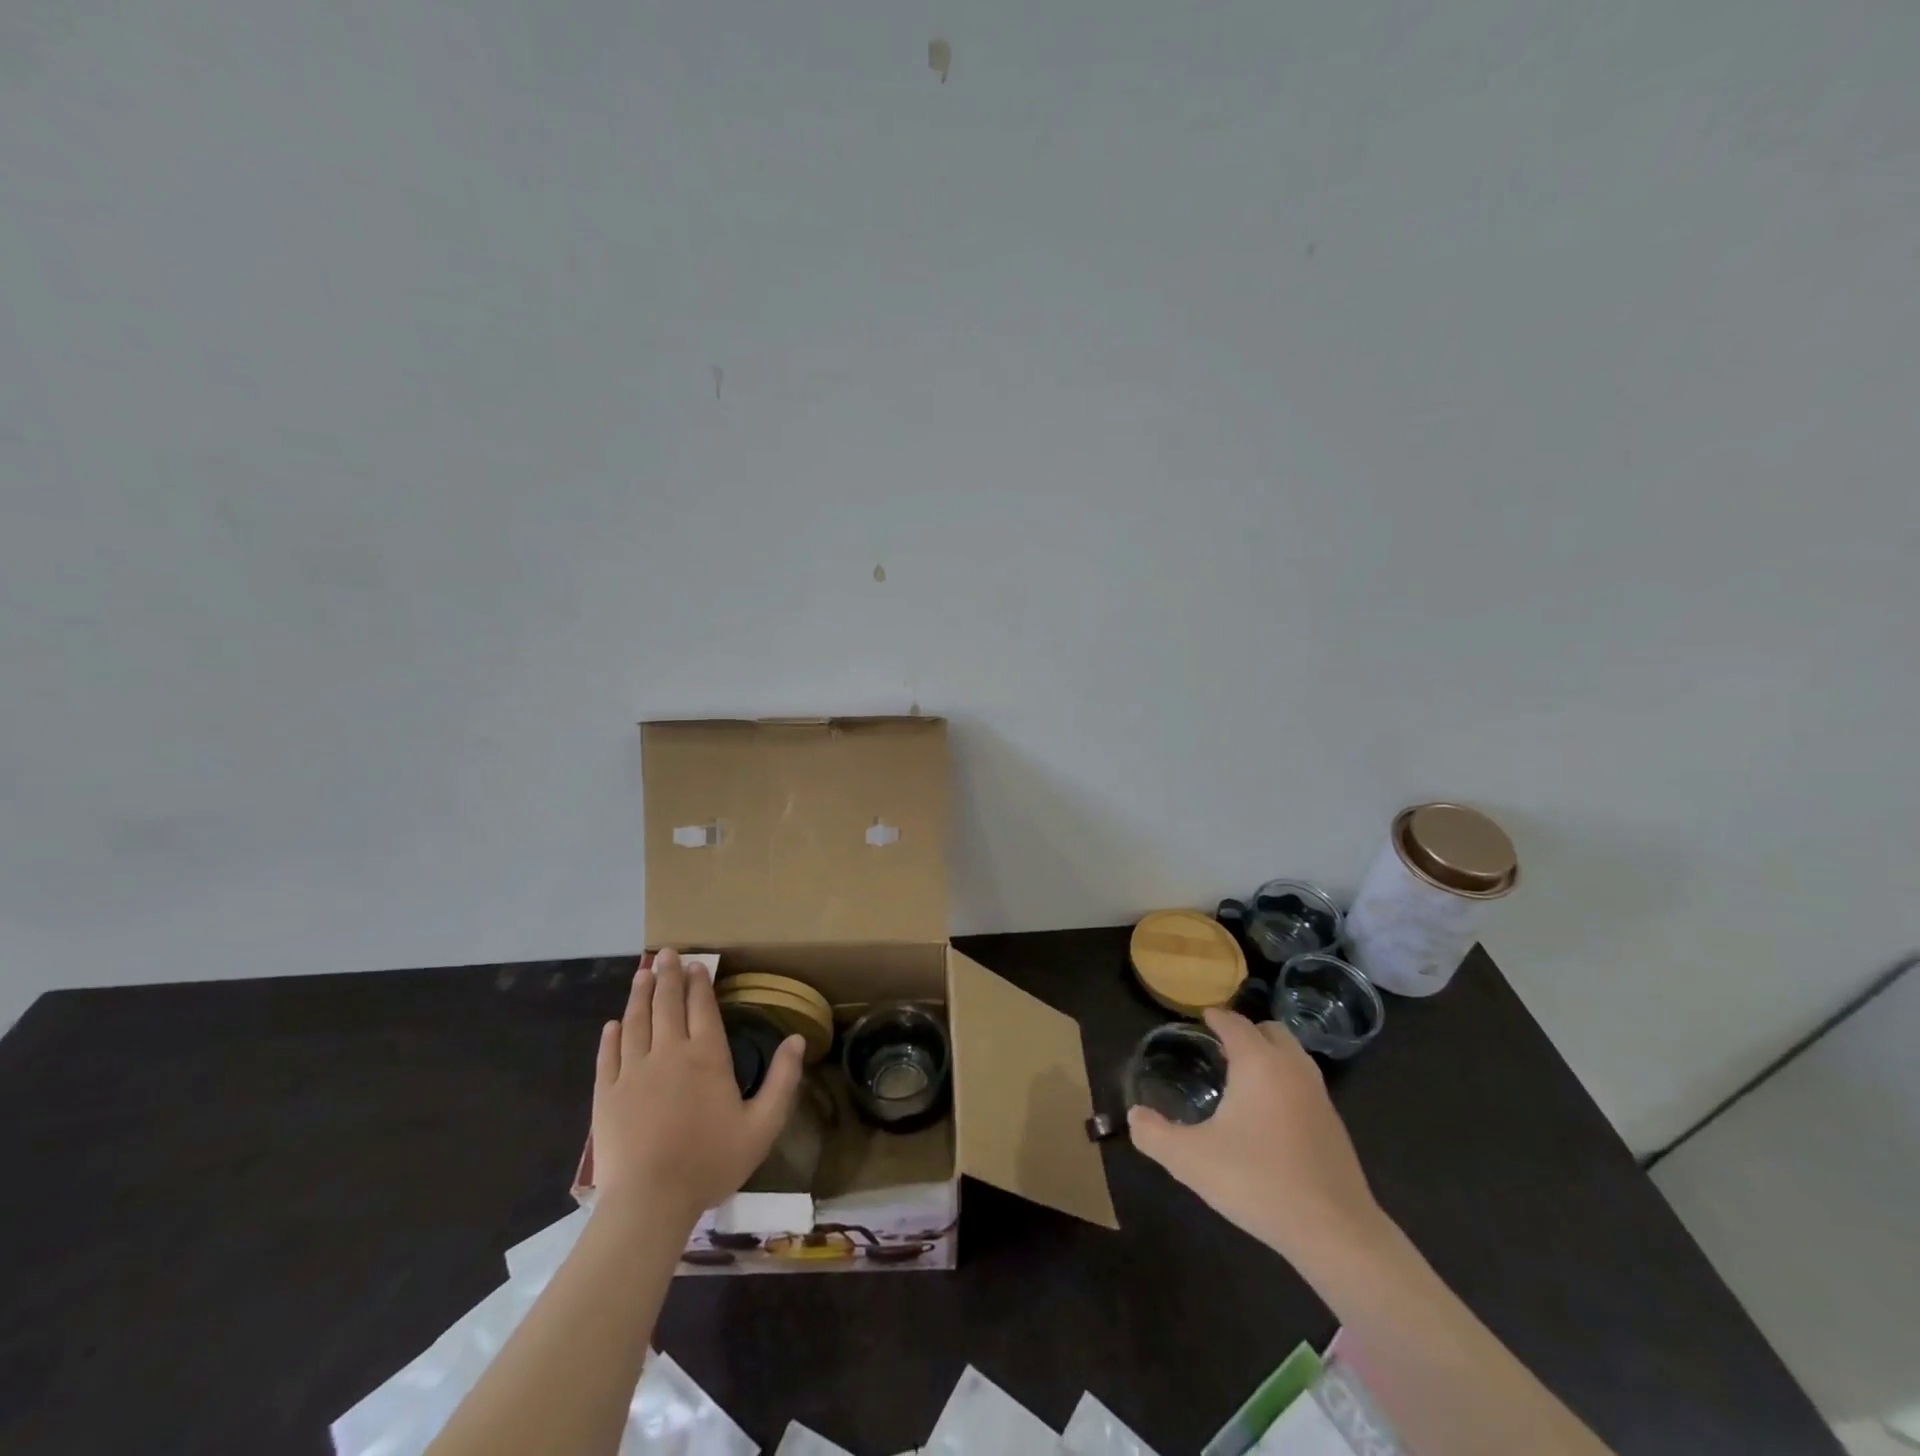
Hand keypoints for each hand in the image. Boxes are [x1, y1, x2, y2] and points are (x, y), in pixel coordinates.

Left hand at [590, 949, 805, 1226]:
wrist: (650, 1201)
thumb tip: (797, 1040)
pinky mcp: (607, 1094)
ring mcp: (634, 1072)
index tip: (697, 964)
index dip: (700, 983)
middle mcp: (669, 1052)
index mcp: (706, 1056)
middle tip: (667, 953)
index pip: (702, 1007)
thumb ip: (782, 1080)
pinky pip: (609, 1056)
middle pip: (667, 1005)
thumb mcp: (762, 1126)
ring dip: (640, 995)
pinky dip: (611, 1036)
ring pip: (636, 1022)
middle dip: (669, 976)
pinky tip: (613, 1024)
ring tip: (642, 973)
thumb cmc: (711, 1162)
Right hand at [1128, 1007, 1384, 1264]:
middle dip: (1246, 1032)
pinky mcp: (1335, 1125)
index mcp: (1258, 1062)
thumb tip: (1134, 1116)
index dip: (1215, 1017)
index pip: (1234, 1023)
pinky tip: (1269, 1116)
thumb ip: (1154, 1134)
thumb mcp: (1191, 1161)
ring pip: (1292, 1056)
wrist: (1336, 1232)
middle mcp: (1291, 1067)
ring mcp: (1319, 1095)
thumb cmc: (1258, 1182)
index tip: (1200, 1019)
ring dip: (1269, 1056)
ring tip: (1243, 1079)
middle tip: (1220, 1048)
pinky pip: (1304, 1084)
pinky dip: (1285, 1083)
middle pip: (1269, 1030)